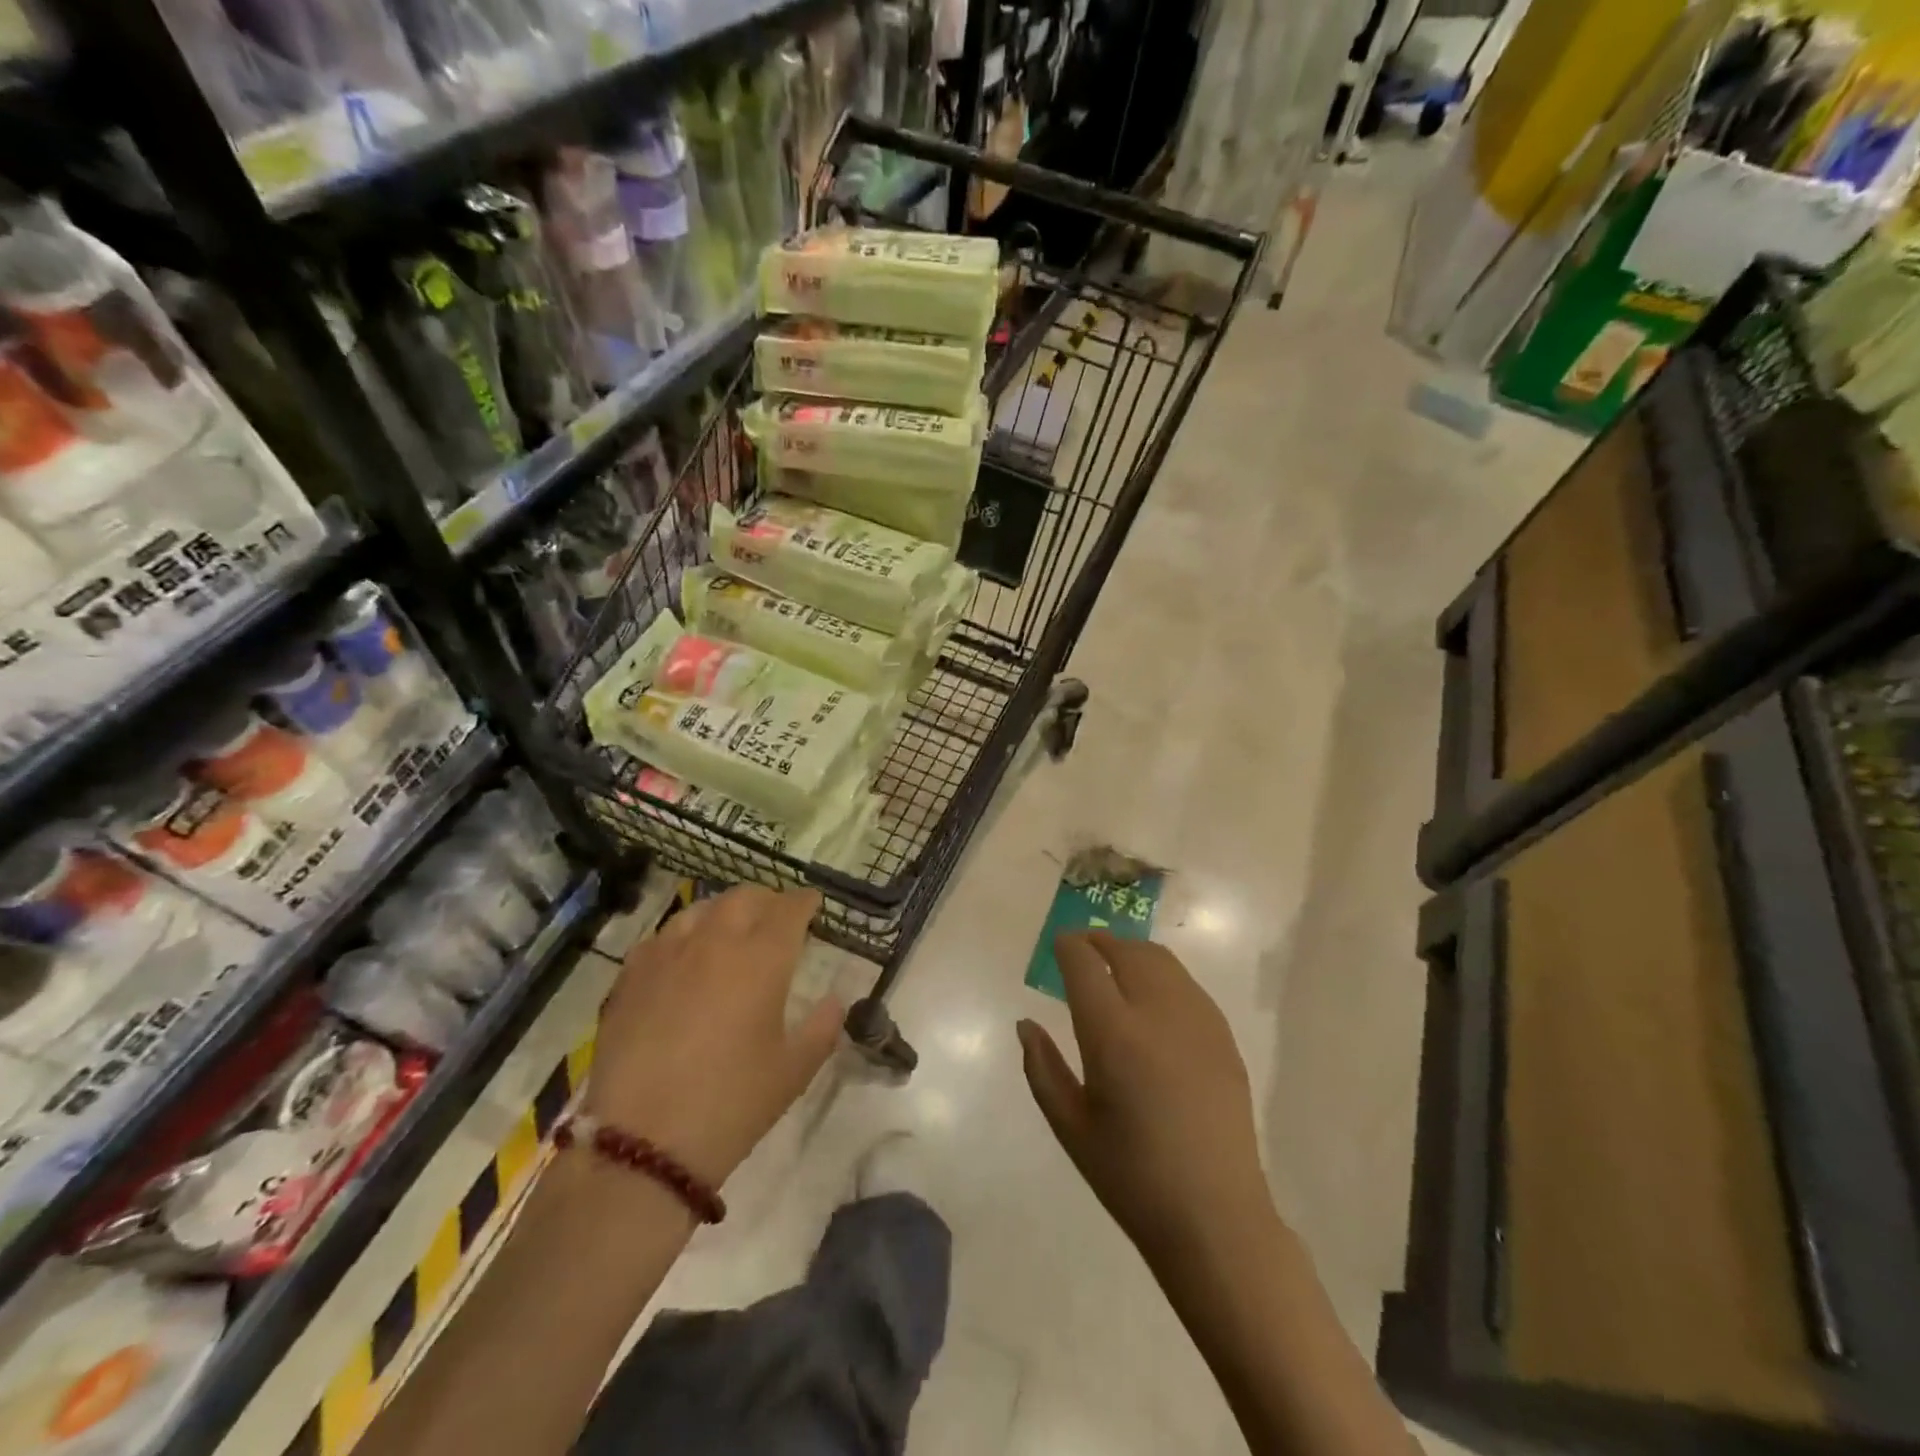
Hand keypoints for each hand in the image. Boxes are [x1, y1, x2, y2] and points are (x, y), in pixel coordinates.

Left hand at [585, 886, 840, 1188]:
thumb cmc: (733, 1103)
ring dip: (724, 913)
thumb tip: (835, 1001)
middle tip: (777, 919)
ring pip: (700, 909)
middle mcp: (715, 942)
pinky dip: (684, 937)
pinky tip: (684, 960)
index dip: (805, 902)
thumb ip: (822, 1027)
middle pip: (744, 898)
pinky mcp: (631, 976)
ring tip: (730, 933)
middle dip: (767, 901)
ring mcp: (667, 954)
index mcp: (762, 958)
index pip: (790, 908)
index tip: (814, 905)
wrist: (643, 1143)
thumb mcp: (794, 1070)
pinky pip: (663, 937)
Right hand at [1018, 932, 1270, 1263]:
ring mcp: (1197, 1020)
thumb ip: (1042, 1067)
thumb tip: (1026, 1024)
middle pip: (1126, 950)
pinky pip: (1186, 984)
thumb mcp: (1070, 1125)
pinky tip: (1152, 999)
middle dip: (1099, 941)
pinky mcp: (1223, 1035)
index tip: (1057, 947)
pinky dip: (1162, 974)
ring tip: (1115, 966)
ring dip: (1132, 952)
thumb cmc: (1131, 1177)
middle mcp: (1156, 1012)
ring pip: (1161, 959)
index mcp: (1113, 1034)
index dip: (1067, 947)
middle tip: (1082, 950)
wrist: (1215, 1217)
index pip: (1084, 963)